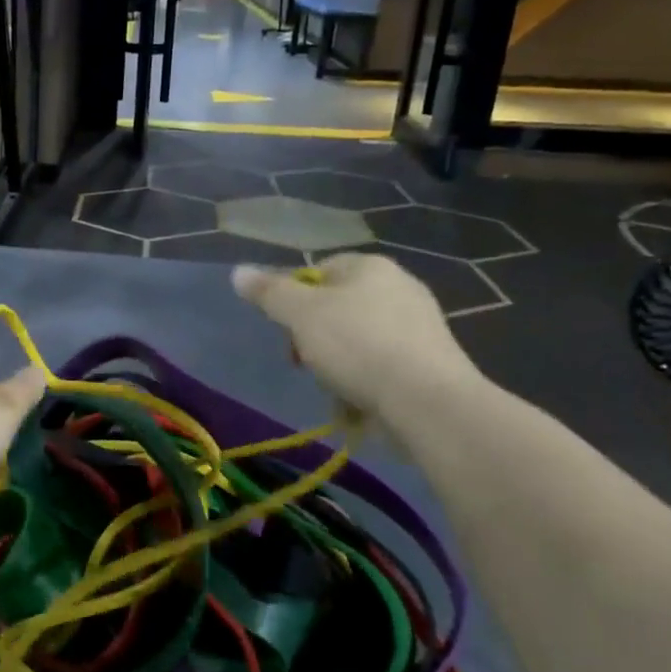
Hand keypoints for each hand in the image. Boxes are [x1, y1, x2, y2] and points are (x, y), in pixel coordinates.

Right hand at [232, 254, 481, 443]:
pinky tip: (360, 404)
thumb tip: (238, 272)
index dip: (293, 298)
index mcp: (370, 267)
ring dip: (338, 364)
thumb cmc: (357, 345)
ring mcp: (420, 326)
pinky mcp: (431, 362)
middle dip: (314, 336)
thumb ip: (268, 292)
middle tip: (304, 361)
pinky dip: (367, 382)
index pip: (318, 270)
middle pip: (337, 307)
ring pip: (358, 340)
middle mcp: (400, 287)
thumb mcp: (299, 314)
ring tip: (335, 389)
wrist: (427, 401)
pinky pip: (383, 366)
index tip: (285, 329)